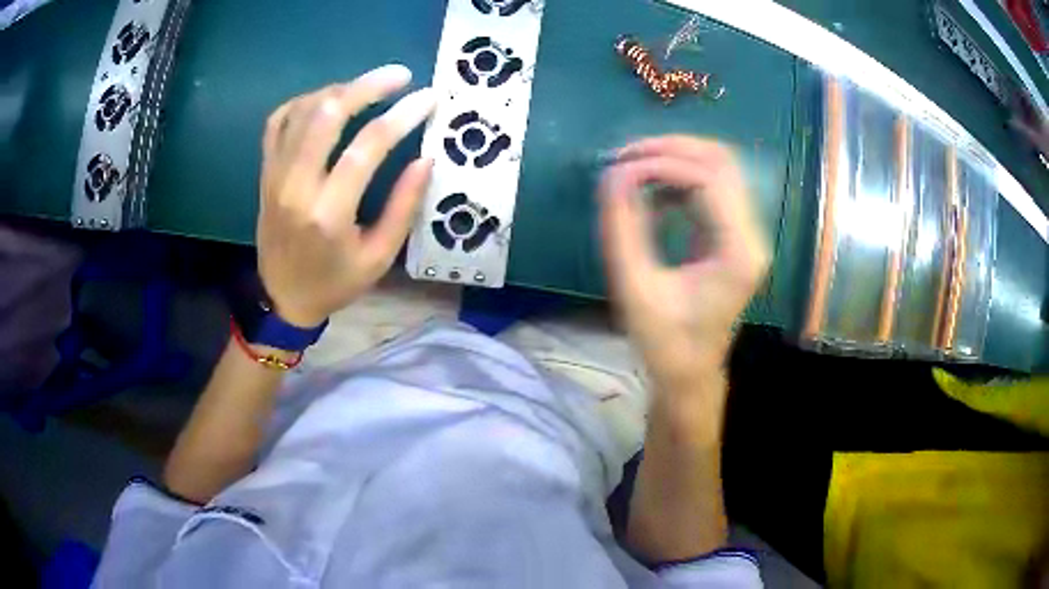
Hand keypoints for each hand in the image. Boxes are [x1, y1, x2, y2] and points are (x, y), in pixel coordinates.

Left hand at [257, 64, 435, 326]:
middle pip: (328, 114)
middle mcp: (296, 186)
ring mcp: (275, 175)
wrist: (282, 298)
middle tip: (400, 76)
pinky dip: (304, 100)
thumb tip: (427, 158)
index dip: (402, 116)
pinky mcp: (265, 172)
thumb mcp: (378, 257)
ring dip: (340, 90)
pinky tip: (327, 100)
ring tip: (369, 88)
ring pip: (303, 110)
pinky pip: (278, 120)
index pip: (367, 147)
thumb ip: (403, 207)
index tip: (428, 98)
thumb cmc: (335, 283)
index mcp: (328, 213)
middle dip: (368, 86)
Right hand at [599, 136, 769, 387]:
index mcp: (738, 252)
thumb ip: (623, 227)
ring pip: (719, 167)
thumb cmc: (664, 341)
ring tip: (632, 167)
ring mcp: (747, 233)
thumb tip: (612, 175)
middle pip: (721, 161)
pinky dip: (680, 177)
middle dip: (670, 148)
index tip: (618, 168)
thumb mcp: (635, 287)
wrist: (690, 372)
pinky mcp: (735, 234)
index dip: (662, 162)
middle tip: (624, 155)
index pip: (708, 179)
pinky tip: (652, 189)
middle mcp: (751, 235)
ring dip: (675, 157)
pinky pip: (712, 186)